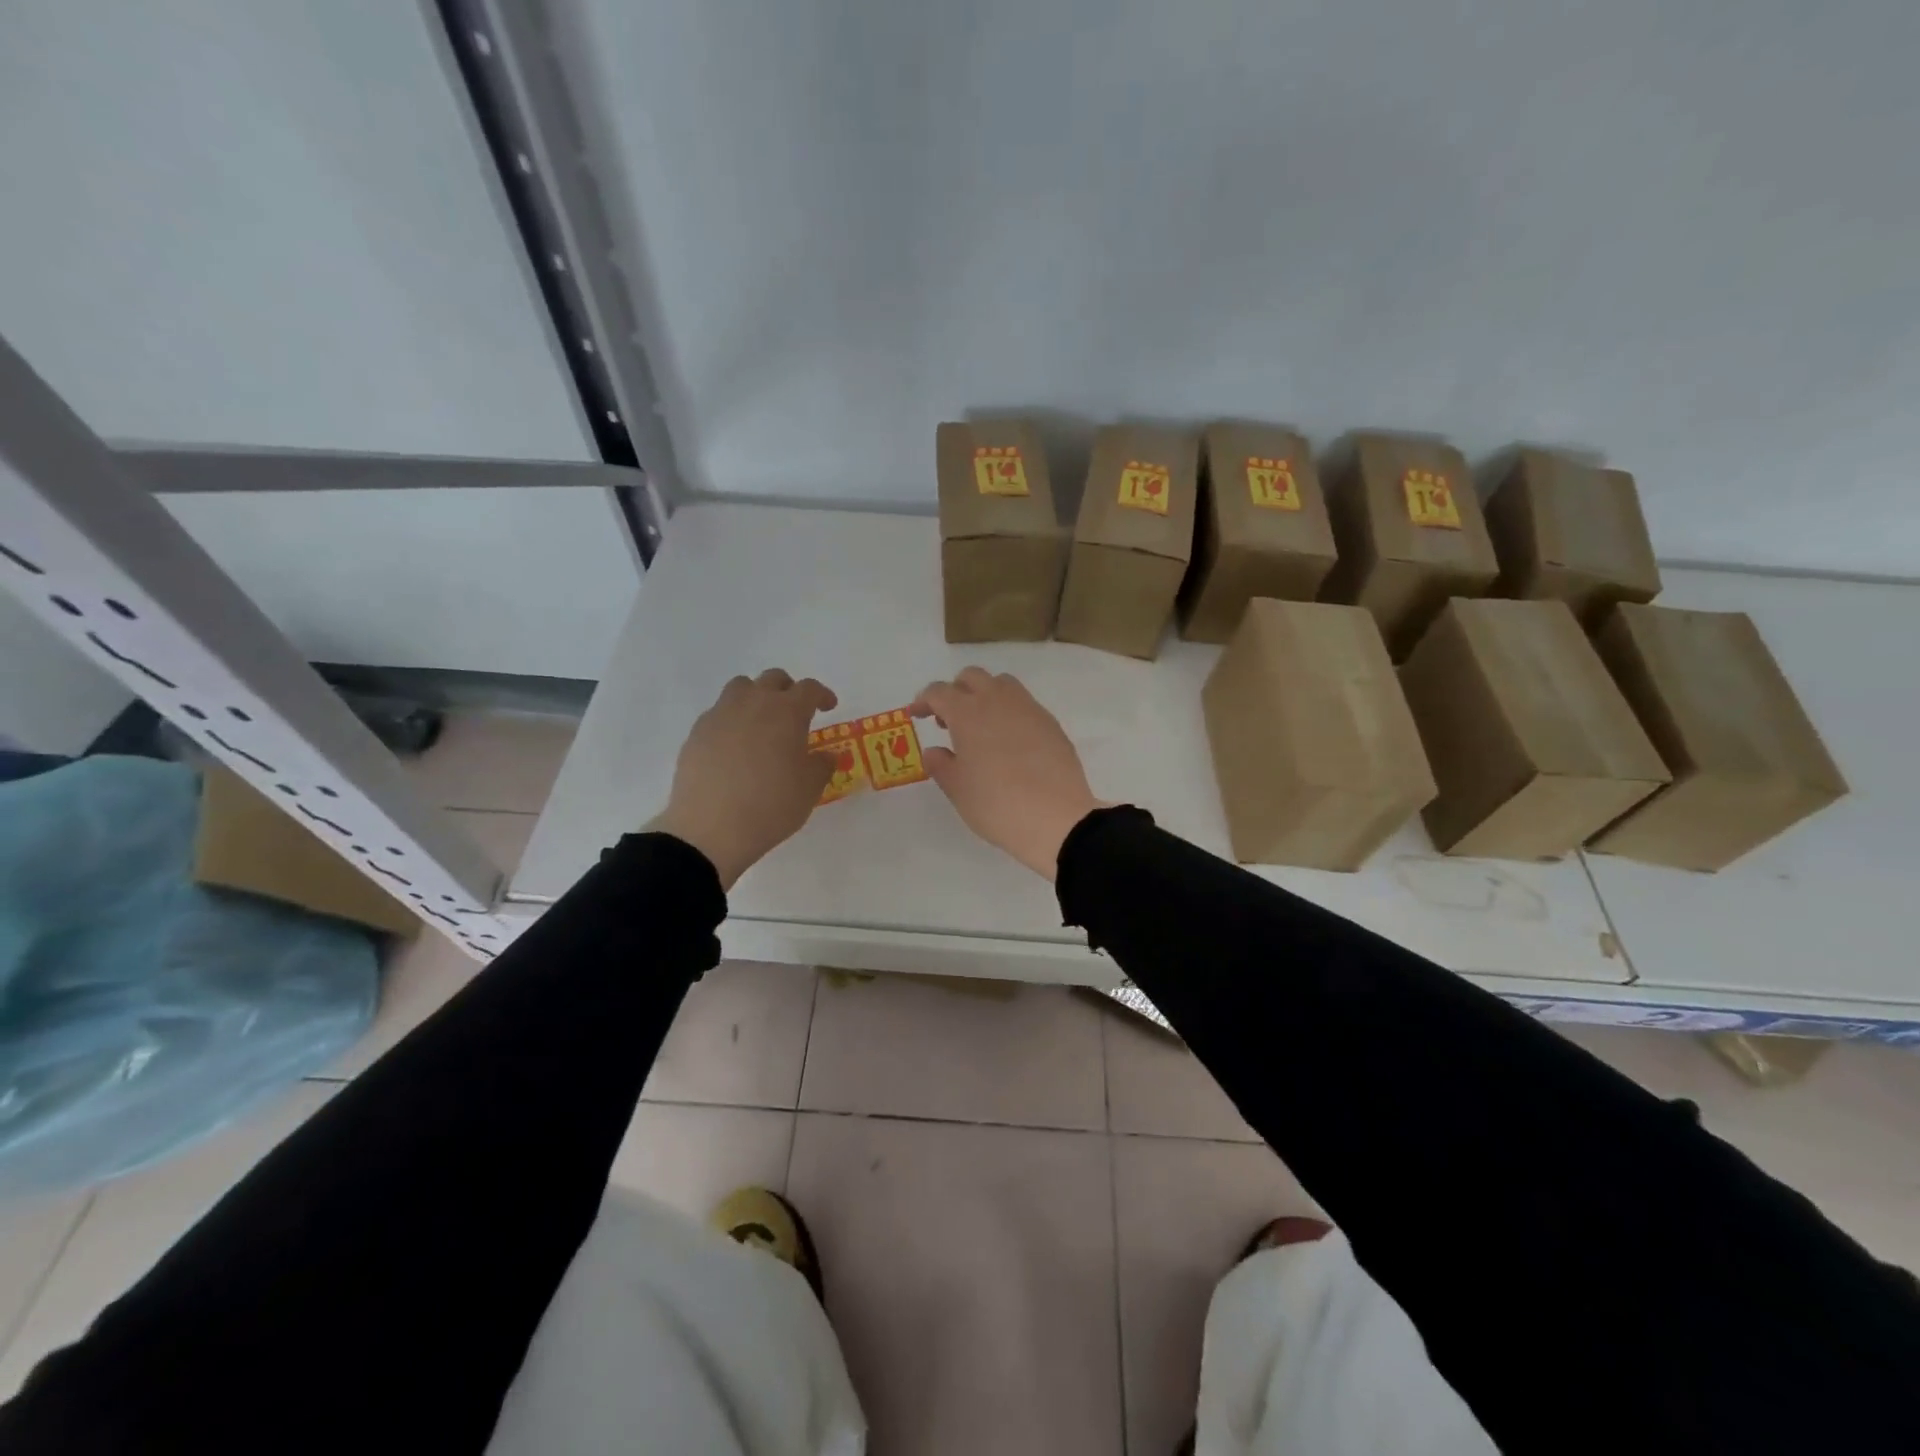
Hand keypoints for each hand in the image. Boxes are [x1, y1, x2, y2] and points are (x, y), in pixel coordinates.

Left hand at [651, 670, 837, 888]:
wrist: (710, 828)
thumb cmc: (771, 805)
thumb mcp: (810, 789)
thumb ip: (822, 765)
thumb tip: (826, 755)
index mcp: (787, 712)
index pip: (809, 689)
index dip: (822, 695)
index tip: (828, 706)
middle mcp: (754, 703)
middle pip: (773, 679)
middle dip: (788, 690)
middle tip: (795, 712)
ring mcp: (721, 715)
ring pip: (741, 688)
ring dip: (756, 697)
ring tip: (761, 723)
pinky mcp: (697, 732)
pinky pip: (718, 713)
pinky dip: (732, 720)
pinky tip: (734, 747)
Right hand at [912, 668, 1102, 879]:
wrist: (1057, 819)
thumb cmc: (997, 805)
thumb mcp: (958, 790)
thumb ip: (941, 765)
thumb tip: (934, 751)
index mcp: (968, 713)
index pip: (939, 692)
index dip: (924, 700)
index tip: (917, 714)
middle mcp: (998, 701)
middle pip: (972, 677)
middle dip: (955, 691)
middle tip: (948, 720)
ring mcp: (1029, 709)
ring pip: (1001, 684)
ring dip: (985, 695)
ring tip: (980, 726)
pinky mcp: (1051, 723)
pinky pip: (1024, 704)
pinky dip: (1009, 712)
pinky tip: (1009, 741)